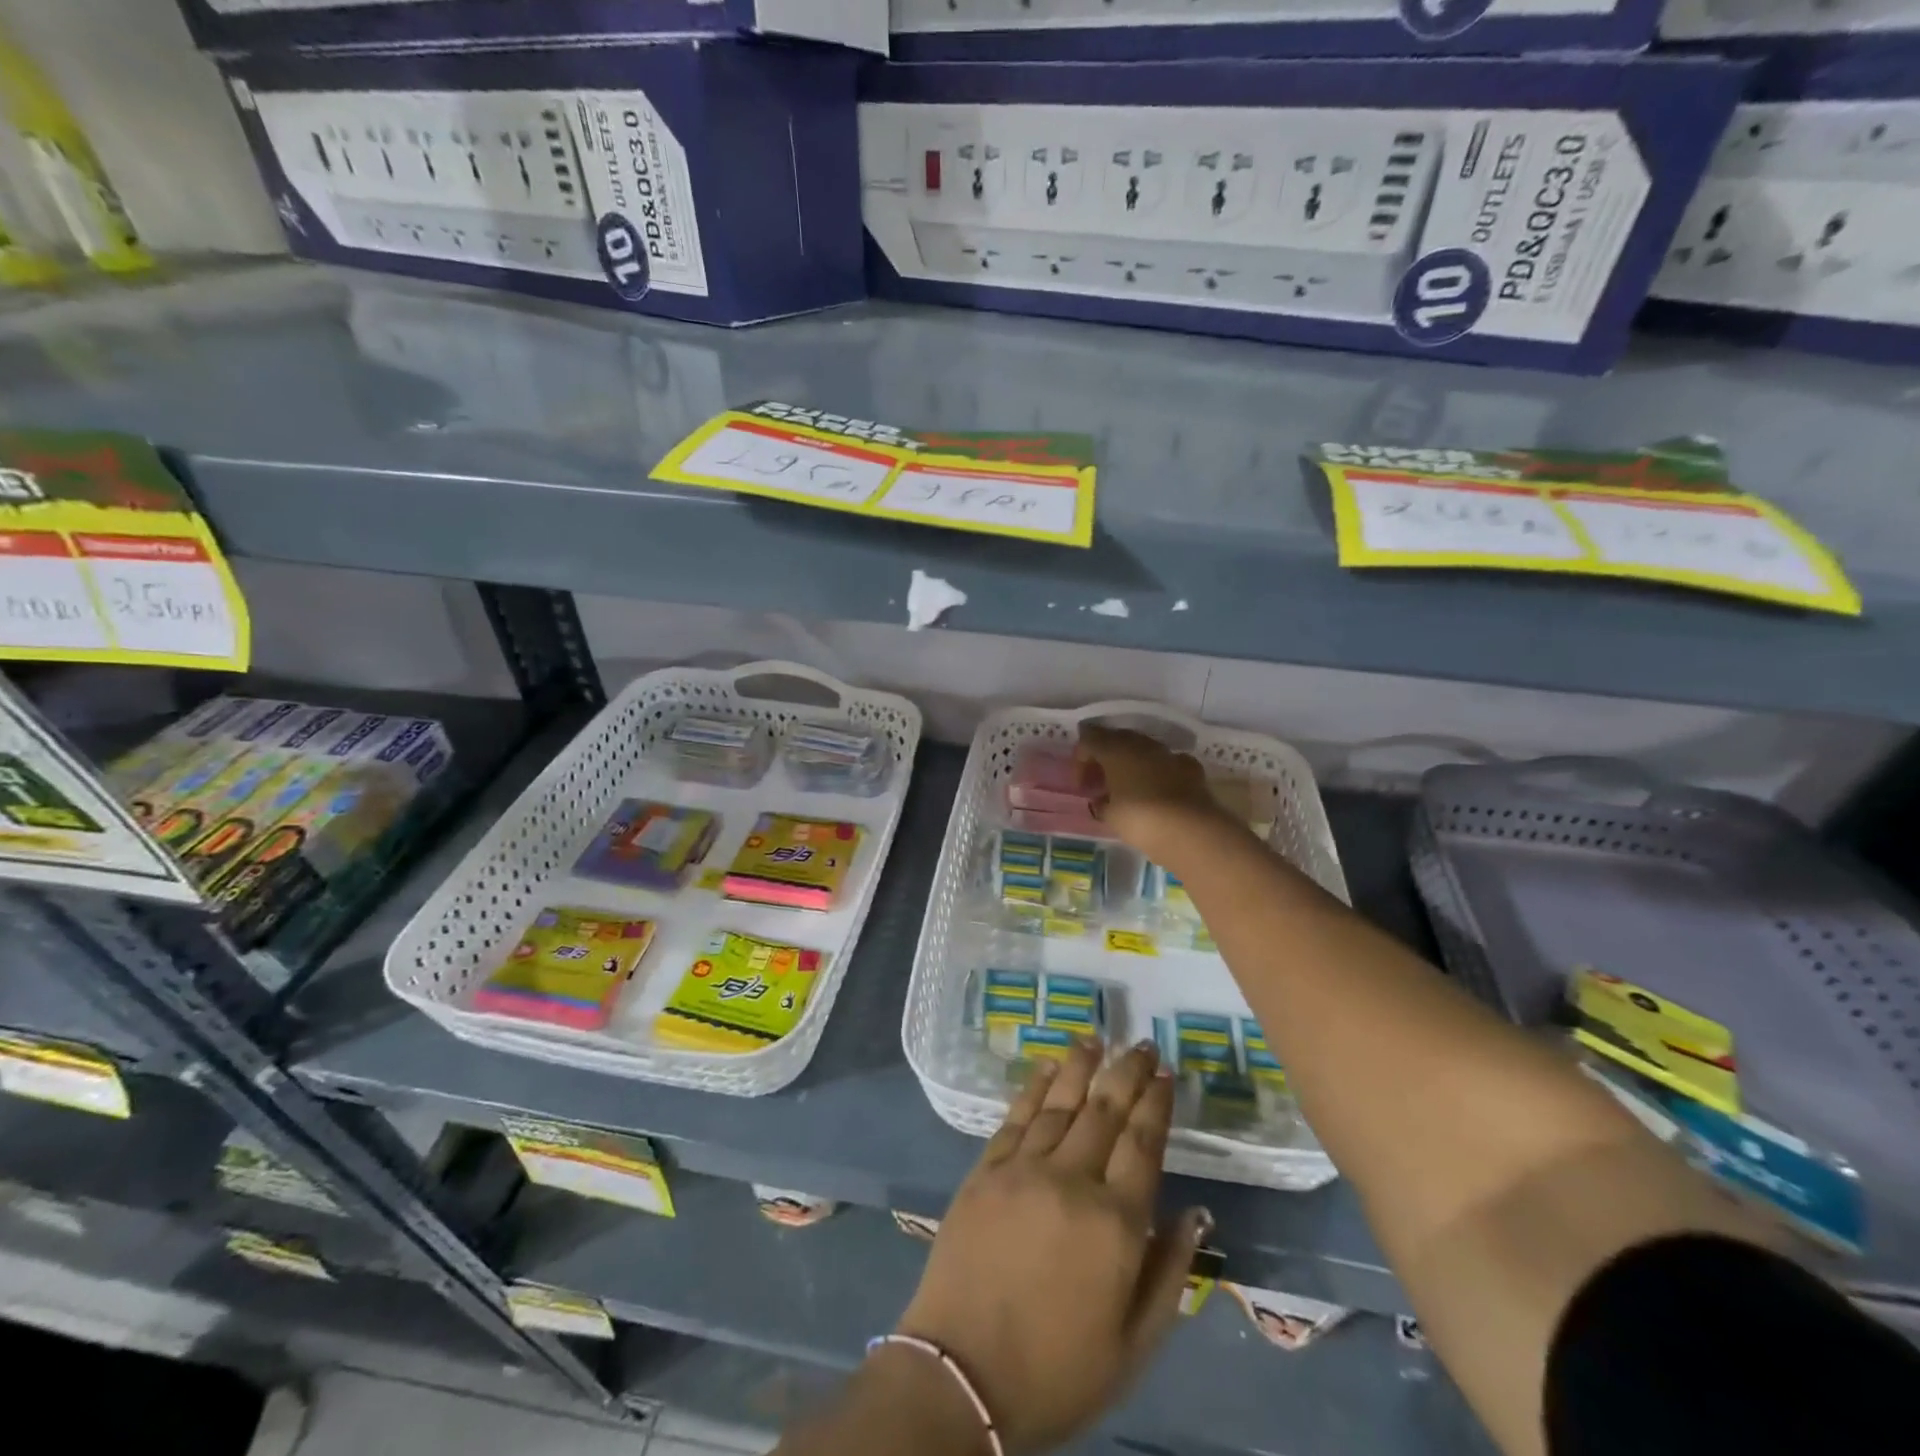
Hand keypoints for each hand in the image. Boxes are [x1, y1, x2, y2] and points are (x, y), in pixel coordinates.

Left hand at [897, 1040, 1210, 1455]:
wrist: (963, 1374)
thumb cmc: (1058, 1369)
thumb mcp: (1134, 1344)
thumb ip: (1170, 1272)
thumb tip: (1197, 1213)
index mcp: (1115, 1223)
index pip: (1143, 1143)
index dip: (1157, 1103)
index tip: (1166, 1072)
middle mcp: (1071, 1180)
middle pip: (1105, 1110)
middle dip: (1127, 1072)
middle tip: (1141, 1044)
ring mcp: (1023, 1169)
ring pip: (1060, 1102)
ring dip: (1081, 1065)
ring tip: (1097, 1038)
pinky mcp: (985, 1170)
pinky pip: (1016, 1116)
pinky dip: (1035, 1087)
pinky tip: (1047, 1067)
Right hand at [1076, 725, 1232, 864]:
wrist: (1190, 830)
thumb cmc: (1140, 819)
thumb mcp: (1109, 815)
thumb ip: (1101, 802)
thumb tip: (1101, 799)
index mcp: (1115, 750)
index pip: (1089, 739)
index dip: (1080, 761)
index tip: (1081, 787)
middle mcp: (1141, 744)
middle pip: (1116, 740)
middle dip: (1104, 759)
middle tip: (1099, 783)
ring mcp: (1168, 754)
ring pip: (1142, 749)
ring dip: (1130, 764)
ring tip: (1125, 788)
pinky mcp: (1190, 767)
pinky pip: (1166, 763)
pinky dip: (1157, 773)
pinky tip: (1156, 790)